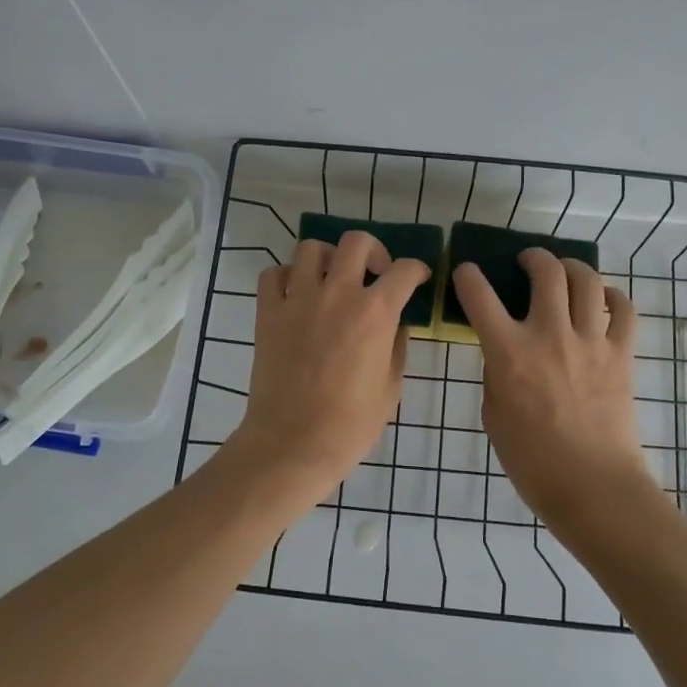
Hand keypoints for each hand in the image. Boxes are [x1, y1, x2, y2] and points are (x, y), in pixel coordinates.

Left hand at [232, 231, 430, 502]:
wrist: (293, 443)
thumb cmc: (350, 424)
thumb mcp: (391, 387)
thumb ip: (396, 346)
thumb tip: (396, 323)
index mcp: (375, 312)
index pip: (405, 270)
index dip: (418, 271)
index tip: (418, 279)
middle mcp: (338, 293)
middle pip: (357, 242)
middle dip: (374, 251)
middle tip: (375, 273)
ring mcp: (298, 299)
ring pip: (311, 248)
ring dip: (327, 257)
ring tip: (332, 278)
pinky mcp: (268, 312)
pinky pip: (273, 274)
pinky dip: (286, 277)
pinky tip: (296, 294)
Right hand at [451, 250, 650, 523]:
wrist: (592, 486)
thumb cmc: (531, 460)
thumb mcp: (494, 413)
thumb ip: (497, 372)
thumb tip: (505, 351)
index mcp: (509, 352)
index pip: (479, 295)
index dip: (468, 276)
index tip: (467, 272)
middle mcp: (550, 334)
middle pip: (546, 272)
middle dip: (533, 257)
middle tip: (527, 262)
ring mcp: (590, 341)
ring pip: (586, 280)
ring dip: (572, 266)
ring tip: (564, 270)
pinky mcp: (621, 354)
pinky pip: (624, 311)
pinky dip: (614, 297)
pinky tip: (604, 300)